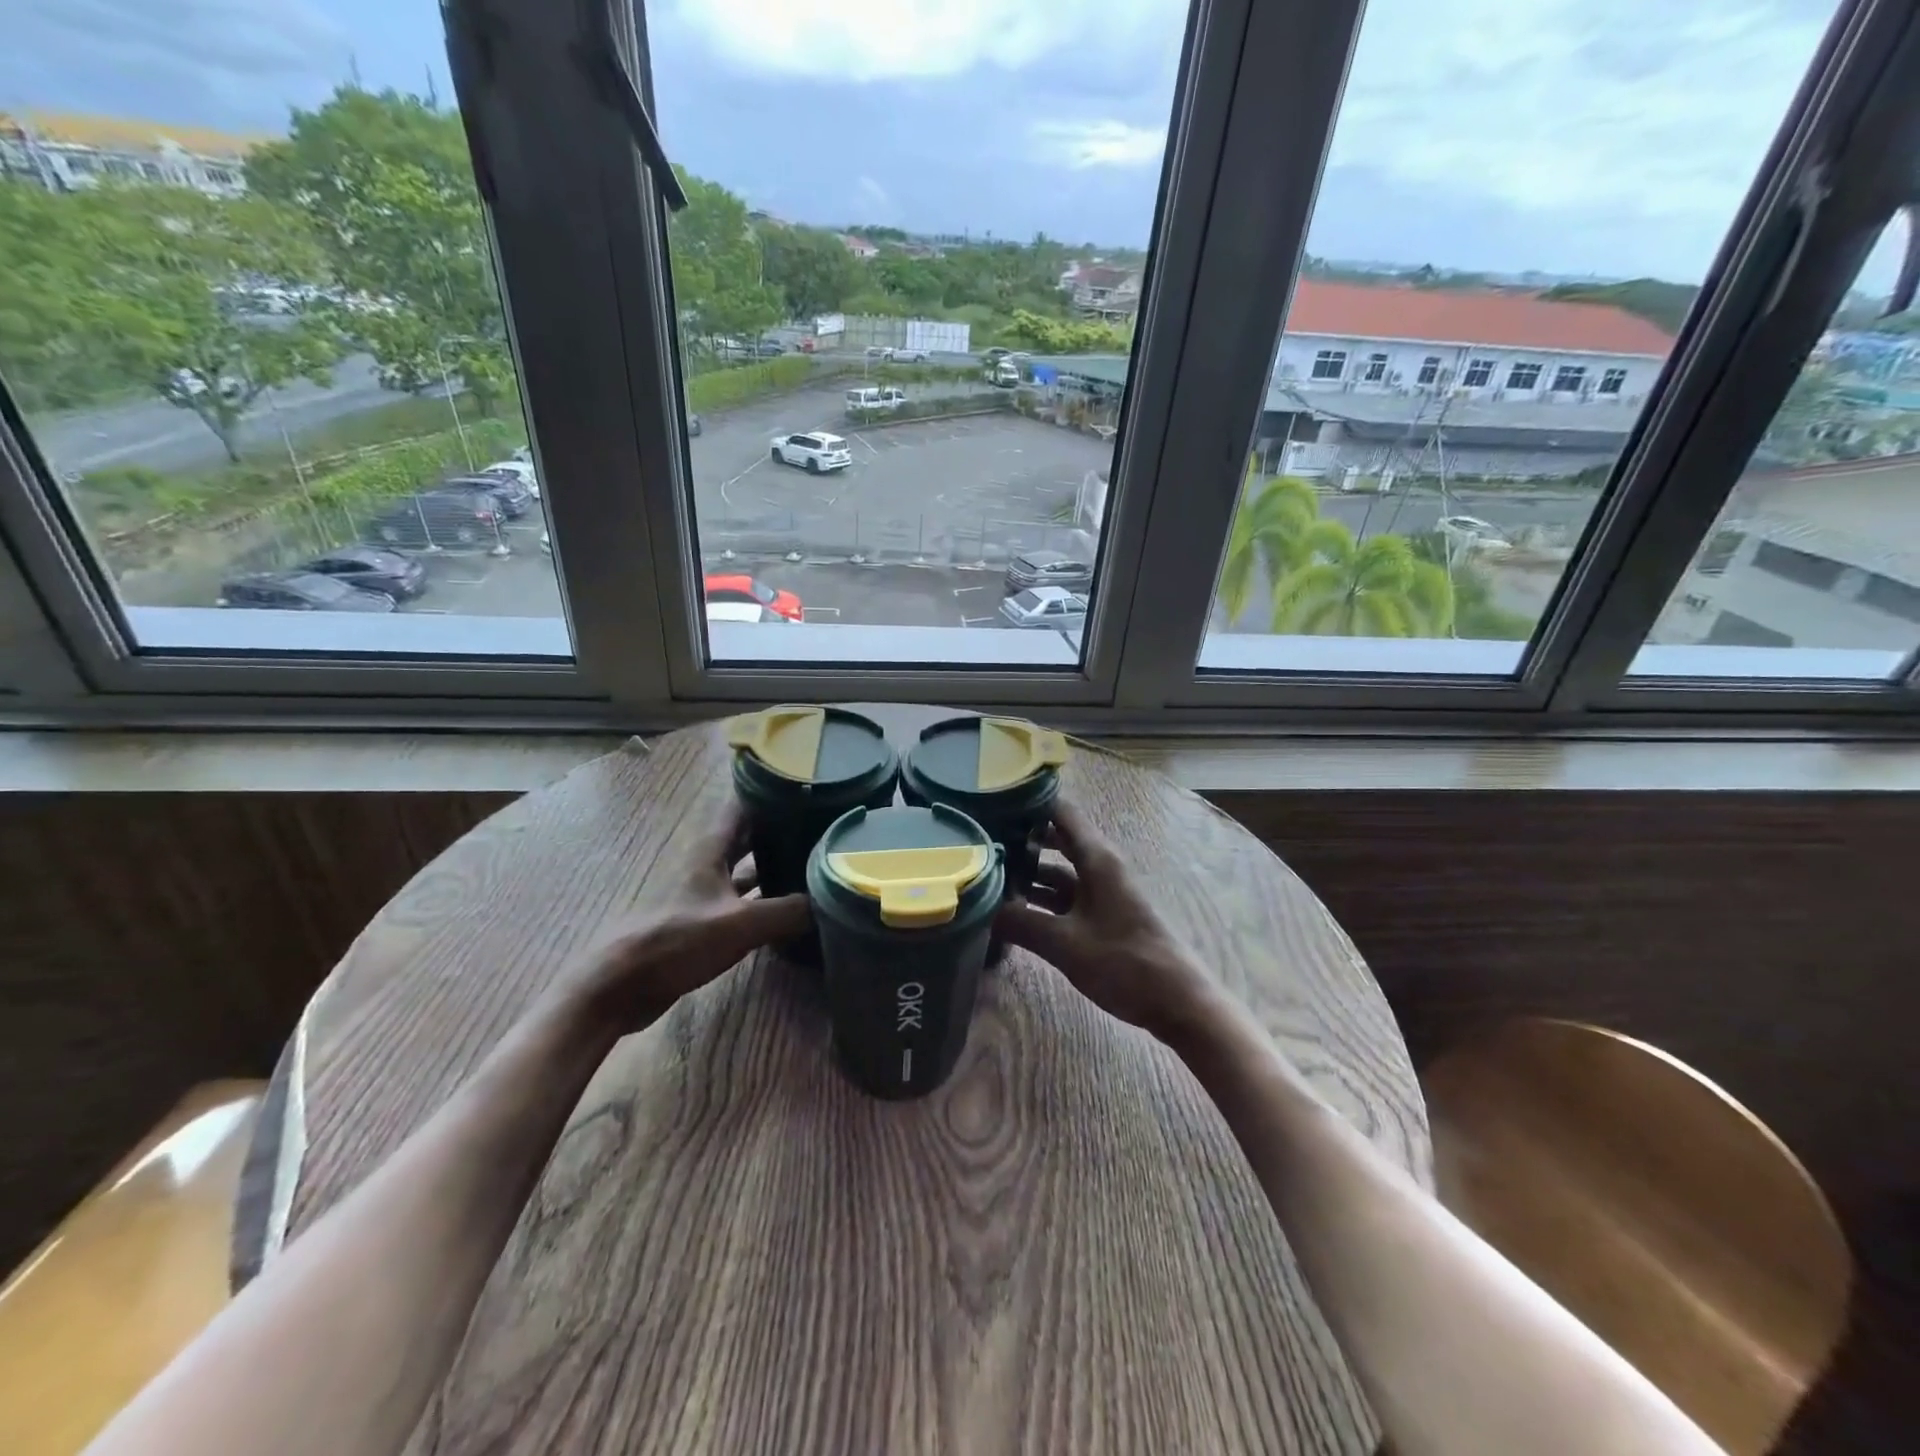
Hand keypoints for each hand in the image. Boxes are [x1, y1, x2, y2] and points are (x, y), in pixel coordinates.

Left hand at [560, 801, 810, 1030]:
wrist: (623, 985)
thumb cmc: (678, 940)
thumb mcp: (741, 924)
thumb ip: (788, 910)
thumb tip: (833, 899)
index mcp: (711, 851)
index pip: (742, 806)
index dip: (770, 792)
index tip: (806, 785)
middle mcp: (708, 865)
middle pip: (748, 836)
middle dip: (780, 828)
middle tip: (821, 824)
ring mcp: (705, 894)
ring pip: (746, 869)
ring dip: (774, 864)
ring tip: (815, 861)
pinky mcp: (704, 922)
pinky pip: (744, 900)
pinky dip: (766, 899)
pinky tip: (791, 908)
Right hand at [997, 799, 1215, 1037]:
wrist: (1176, 1001)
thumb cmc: (1123, 962)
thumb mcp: (1065, 943)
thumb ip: (1021, 923)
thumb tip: (980, 909)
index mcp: (1097, 858)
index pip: (1061, 812)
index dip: (1029, 802)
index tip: (992, 801)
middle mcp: (1100, 866)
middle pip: (1057, 840)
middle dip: (1022, 839)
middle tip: (980, 840)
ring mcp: (1103, 891)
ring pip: (1060, 871)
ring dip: (1029, 873)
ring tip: (988, 875)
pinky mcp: (1103, 915)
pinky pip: (1066, 896)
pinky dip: (1042, 898)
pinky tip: (1014, 910)